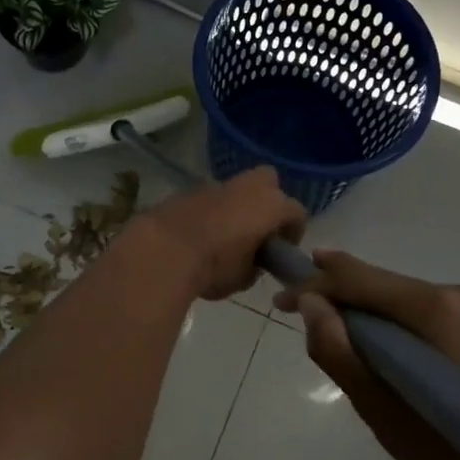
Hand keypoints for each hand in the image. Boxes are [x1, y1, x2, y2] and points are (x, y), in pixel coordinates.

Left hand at [131, 167, 306, 300]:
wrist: (162, 251)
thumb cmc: (214, 266)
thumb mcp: (243, 278)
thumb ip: (255, 265)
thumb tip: (252, 261)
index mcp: (270, 205)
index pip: (296, 212)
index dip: (293, 232)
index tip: (282, 250)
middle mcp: (246, 187)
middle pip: (269, 181)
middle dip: (268, 201)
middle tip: (258, 230)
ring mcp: (214, 185)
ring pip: (235, 189)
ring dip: (235, 207)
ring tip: (223, 236)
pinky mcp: (187, 190)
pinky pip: (209, 198)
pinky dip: (209, 211)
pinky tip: (199, 234)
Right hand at [275, 250, 459, 459]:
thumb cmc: (450, 452)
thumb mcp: (379, 408)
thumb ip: (338, 350)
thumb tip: (309, 304)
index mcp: (434, 308)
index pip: (359, 278)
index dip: (314, 283)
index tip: (279, 300)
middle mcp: (455, 294)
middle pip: (379, 284)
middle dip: (336, 295)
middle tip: (297, 313)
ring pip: (396, 298)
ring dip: (361, 311)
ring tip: (330, 333)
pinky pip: (416, 313)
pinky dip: (387, 324)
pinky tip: (373, 346)